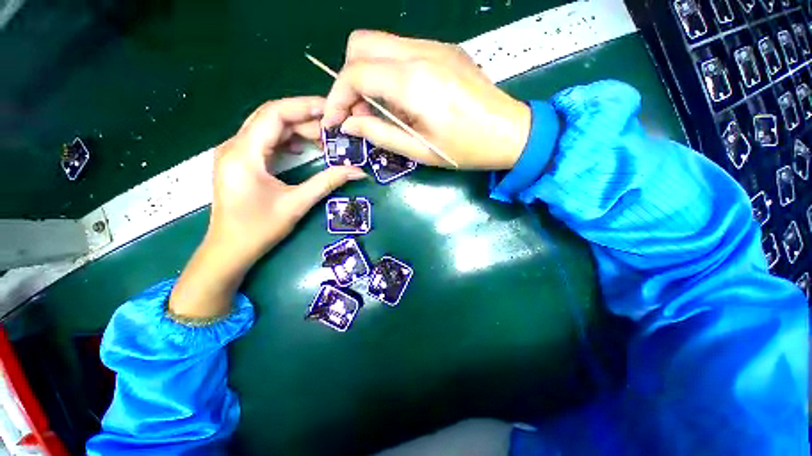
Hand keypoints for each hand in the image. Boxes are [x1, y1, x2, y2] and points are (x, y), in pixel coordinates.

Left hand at [207, 96, 366, 265]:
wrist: (229, 249)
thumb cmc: (259, 229)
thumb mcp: (297, 204)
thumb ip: (328, 182)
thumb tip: (358, 172)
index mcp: (244, 153)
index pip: (274, 114)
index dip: (304, 107)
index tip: (331, 111)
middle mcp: (234, 146)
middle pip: (271, 117)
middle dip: (304, 119)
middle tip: (333, 129)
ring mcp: (235, 153)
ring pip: (268, 128)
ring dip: (297, 129)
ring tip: (324, 138)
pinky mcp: (240, 162)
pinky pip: (265, 141)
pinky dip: (287, 141)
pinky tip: (304, 148)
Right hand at [322, 30, 531, 169]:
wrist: (511, 132)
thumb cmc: (466, 149)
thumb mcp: (420, 151)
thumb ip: (380, 134)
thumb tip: (350, 124)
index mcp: (414, 82)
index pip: (355, 73)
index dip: (337, 97)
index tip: (335, 120)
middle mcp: (421, 53)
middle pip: (361, 43)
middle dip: (348, 78)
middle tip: (356, 111)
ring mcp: (434, 47)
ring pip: (380, 44)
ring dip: (367, 74)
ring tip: (378, 110)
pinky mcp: (444, 50)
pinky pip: (401, 51)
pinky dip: (388, 71)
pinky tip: (399, 99)